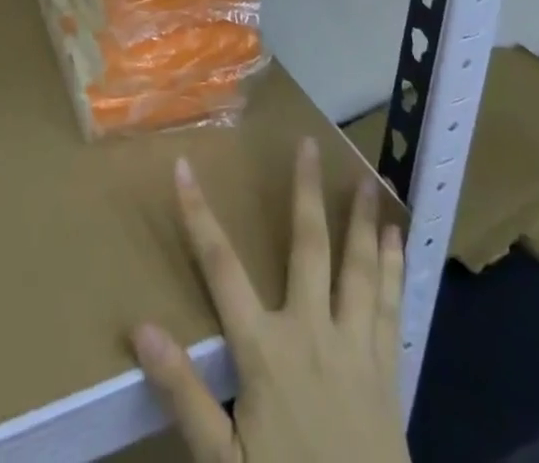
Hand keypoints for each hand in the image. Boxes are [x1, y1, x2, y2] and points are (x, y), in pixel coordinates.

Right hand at [131, 140, 409, 462]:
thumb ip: (184, 393)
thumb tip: (140, 329)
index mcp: (264, 349)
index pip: (221, 267)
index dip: (198, 214)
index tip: (183, 166)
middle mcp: (312, 332)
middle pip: (307, 247)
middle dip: (306, 192)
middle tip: (310, 144)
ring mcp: (355, 349)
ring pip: (359, 267)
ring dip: (361, 220)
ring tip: (367, 179)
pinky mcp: (387, 372)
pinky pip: (390, 306)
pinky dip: (393, 267)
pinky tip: (398, 239)